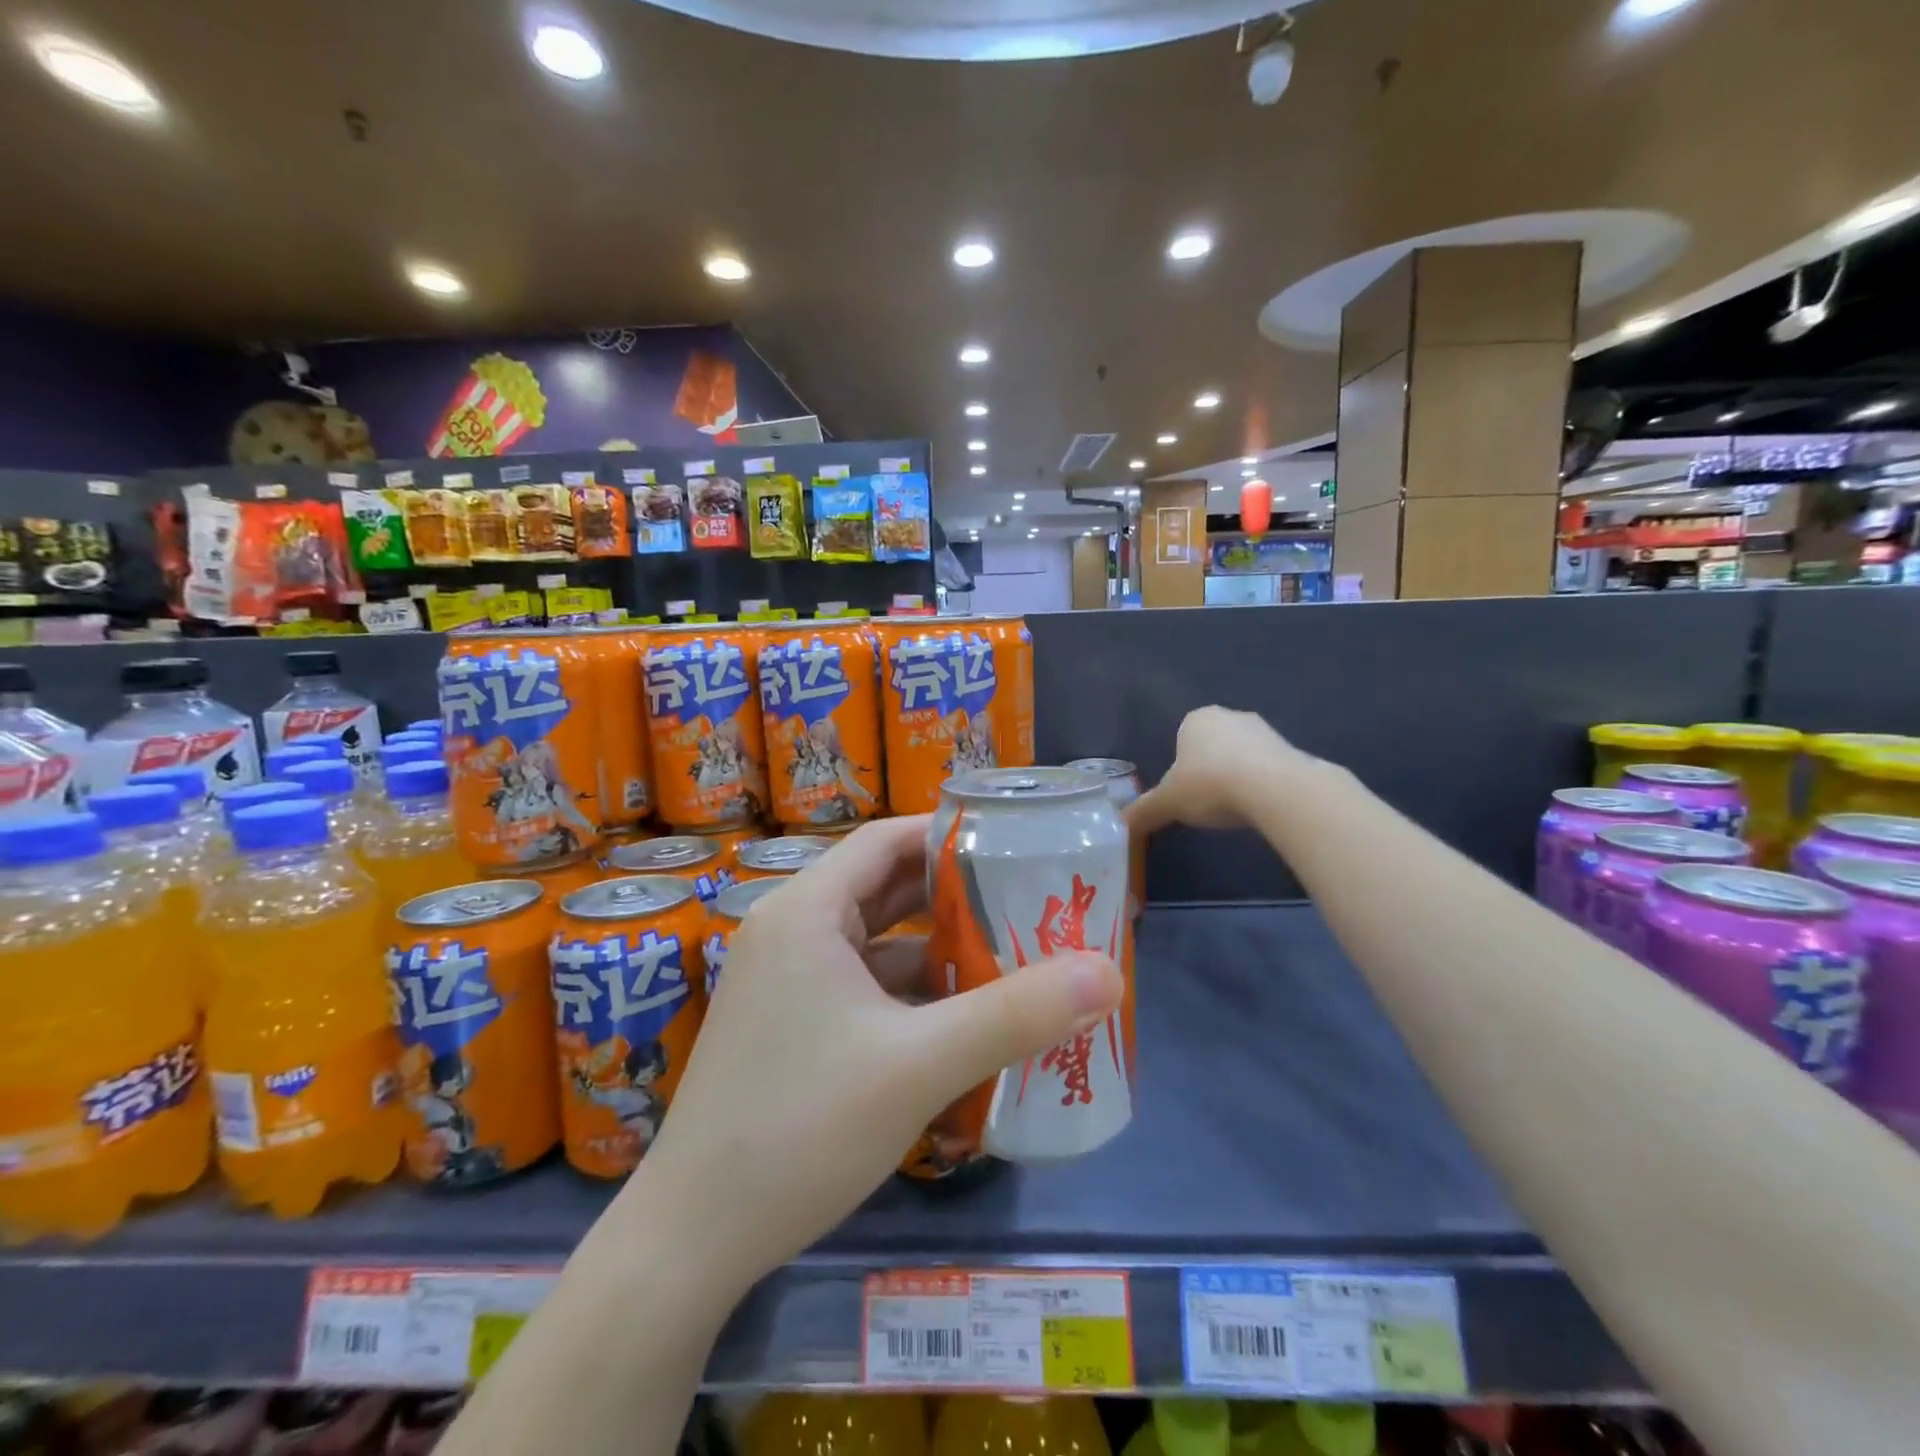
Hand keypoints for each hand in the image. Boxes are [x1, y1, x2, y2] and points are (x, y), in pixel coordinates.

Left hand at [622, 815, 1124, 1293]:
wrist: (692, 1239)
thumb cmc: (800, 1128)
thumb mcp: (919, 1067)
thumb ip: (1015, 1016)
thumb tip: (1108, 974)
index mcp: (807, 910)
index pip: (886, 840)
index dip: (949, 834)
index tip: (1013, 845)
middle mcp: (791, 930)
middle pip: (884, 889)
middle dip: (955, 895)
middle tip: (1026, 900)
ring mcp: (786, 980)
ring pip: (875, 944)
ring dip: (937, 951)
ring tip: (1011, 957)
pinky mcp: (789, 1024)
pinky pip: (861, 988)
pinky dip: (909, 994)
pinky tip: (960, 1022)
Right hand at [1128, 706, 1309, 833]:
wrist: (1275, 789)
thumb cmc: (1210, 785)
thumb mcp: (1168, 803)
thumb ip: (1144, 811)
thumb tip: (1121, 824)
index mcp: (1196, 719)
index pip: (1181, 738)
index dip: (1180, 767)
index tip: (1184, 793)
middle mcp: (1229, 715)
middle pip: (1212, 745)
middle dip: (1209, 770)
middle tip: (1206, 802)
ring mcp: (1264, 730)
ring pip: (1241, 755)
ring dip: (1237, 777)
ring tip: (1234, 808)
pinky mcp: (1292, 749)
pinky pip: (1268, 768)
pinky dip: (1262, 785)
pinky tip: (1259, 807)